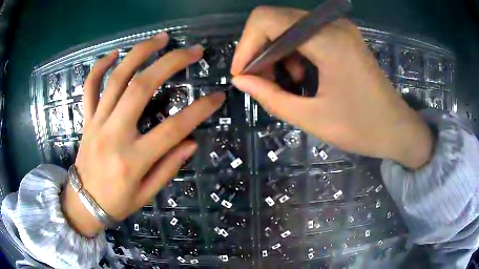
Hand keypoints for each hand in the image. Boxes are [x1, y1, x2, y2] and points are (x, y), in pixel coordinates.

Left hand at [61, 33, 224, 236]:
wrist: (84, 203)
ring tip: (161, 38)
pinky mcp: (87, 119)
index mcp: (132, 160)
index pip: (173, 129)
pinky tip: (114, 53)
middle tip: (193, 51)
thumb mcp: (146, 194)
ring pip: (116, 78)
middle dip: (170, 63)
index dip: (199, 110)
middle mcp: (113, 135)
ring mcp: (97, 123)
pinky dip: (100, 67)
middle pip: (141, 88)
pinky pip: (90, 87)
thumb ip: (168, 167)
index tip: (217, 96)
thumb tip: (191, 142)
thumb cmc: (117, 203)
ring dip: (140, 53)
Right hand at [231, 7, 432, 168]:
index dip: (246, 45)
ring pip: (287, 26)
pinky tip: (300, 75)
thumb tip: (240, 80)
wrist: (397, 129)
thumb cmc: (362, 128)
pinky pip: (303, 33)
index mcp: (328, 40)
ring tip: (283, 82)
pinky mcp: (342, 35)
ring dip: (275, 51)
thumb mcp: (312, 118)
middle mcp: (331, 25)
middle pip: (274, 19)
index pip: (266, 20)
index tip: (243, 75)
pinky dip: (291, 51)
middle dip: (259, 50)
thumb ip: (271, 97)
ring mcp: (338, 28)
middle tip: (261, 82)